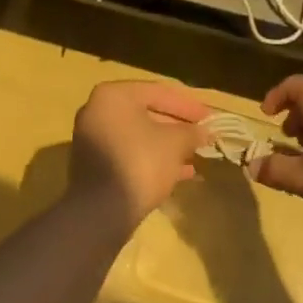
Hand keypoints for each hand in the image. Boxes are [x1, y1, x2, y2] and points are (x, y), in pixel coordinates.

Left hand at [68, 80, 212, 229]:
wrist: (101, 211)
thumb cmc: (140, 163)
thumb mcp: (174, 143)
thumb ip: (191, 133)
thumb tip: (205, 132)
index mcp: (114, 95)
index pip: (158, 91)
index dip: (188, 106)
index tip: (210, 118)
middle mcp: (97, 111)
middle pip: (146, 112)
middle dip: (177, 126)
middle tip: (201, 135)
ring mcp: (92, 139)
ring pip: (138, 136)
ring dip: (167, 145)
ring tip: (194, 155)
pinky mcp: (93, 165)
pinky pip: (128, 153)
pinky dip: (151, 158)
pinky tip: (179, 173)